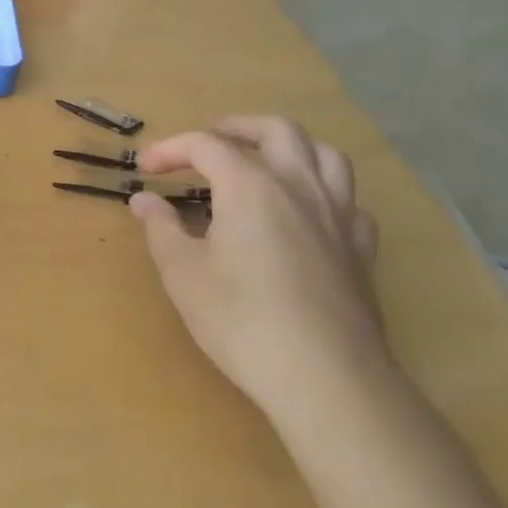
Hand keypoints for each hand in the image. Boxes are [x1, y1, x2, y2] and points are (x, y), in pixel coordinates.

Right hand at [128, 116, 386, 419]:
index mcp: (251, 186)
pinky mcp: (362, 250)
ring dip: (290, 147)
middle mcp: (299, 186)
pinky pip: (350, 201)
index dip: (171, 149)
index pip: (206, 145)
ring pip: (325, 154)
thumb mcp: (183, 274)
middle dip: (236, 128)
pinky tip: (309, 212)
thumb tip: (144, 200)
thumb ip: (161, 228)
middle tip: (207, 143)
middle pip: (275, 130)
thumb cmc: (242, 321)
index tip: (145, 170)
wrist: (327, 380)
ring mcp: (339, 216)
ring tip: (264, 161)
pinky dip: (325, 192)